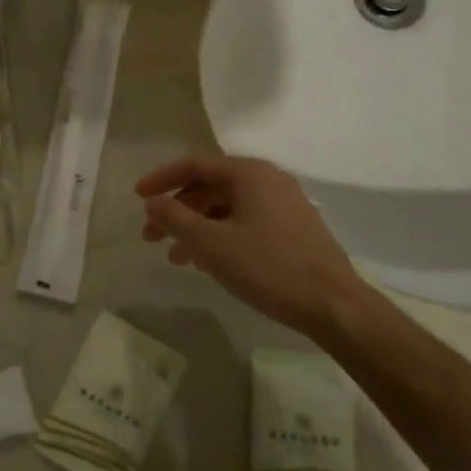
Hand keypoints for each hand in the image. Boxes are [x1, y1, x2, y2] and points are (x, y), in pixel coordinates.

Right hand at [137, 152, 364, 335]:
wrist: (333, 306)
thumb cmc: (268, 267)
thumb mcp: (210, 243)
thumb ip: (175, 218)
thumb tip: (152, 202)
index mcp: (249, 173)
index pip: (194, 164)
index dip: (161, 179)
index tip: (137, 197)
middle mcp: (268, 180)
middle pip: (209, 186)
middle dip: (176, 210)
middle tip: (151, 236)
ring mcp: (284, 205)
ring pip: (226, 207)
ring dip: (195, 227)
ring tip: (174, 257)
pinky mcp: (292, 229)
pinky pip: (244, 222)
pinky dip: (219, 235)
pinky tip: (206, 262)